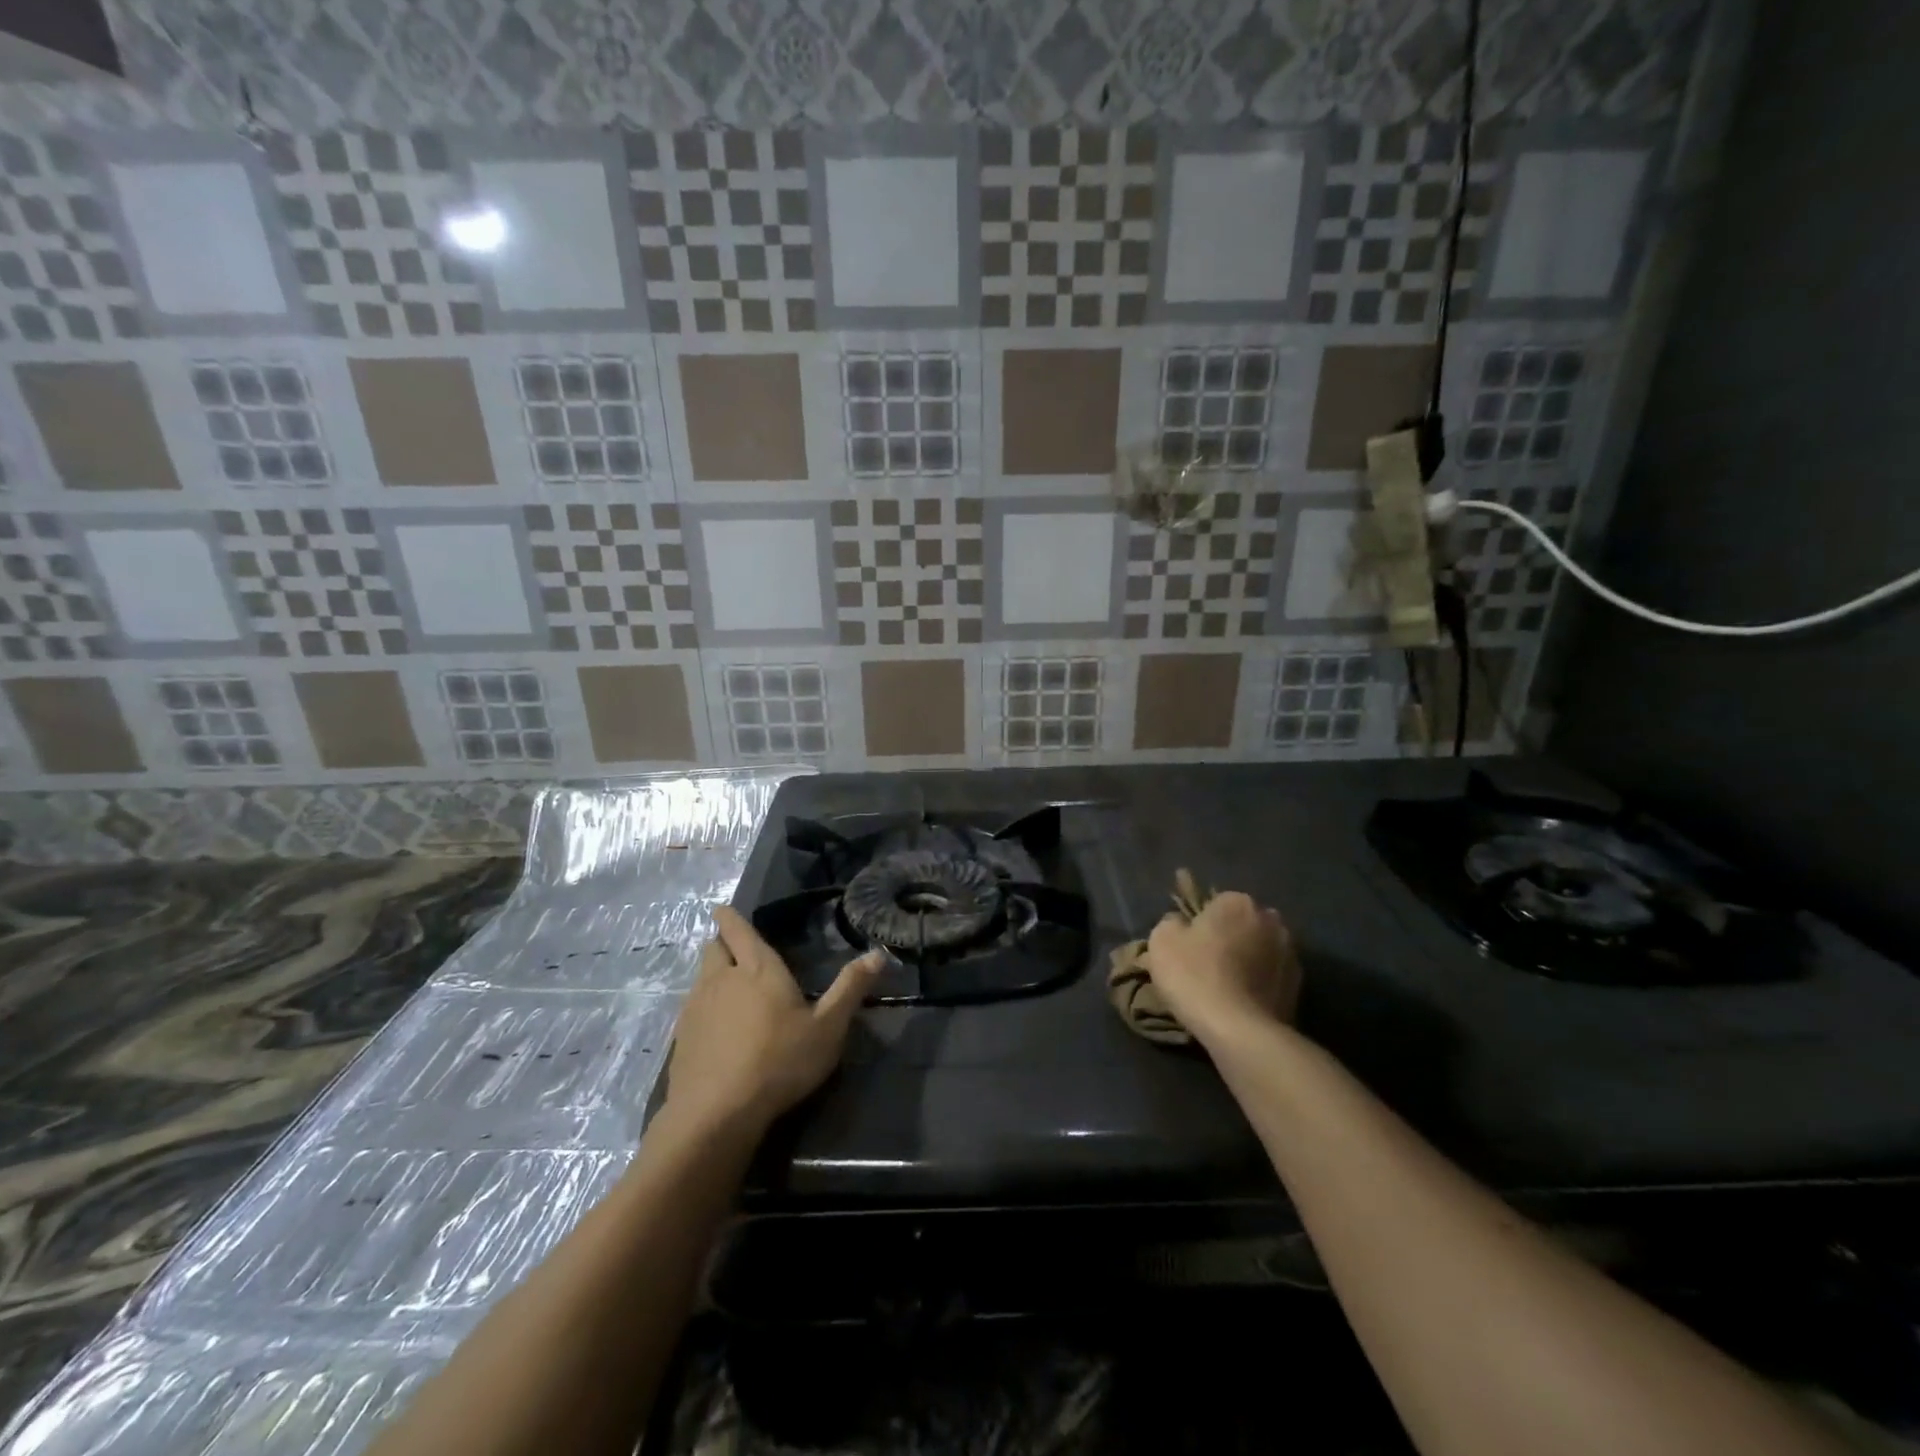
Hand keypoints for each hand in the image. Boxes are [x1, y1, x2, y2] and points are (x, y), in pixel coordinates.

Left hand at [663, 905, 880, 1135]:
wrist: (716, 1113)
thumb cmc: (780, 1061)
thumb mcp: (828, 1028)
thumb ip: (851, 988)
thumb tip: (879, 953)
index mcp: (758, 968)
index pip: (738, 930)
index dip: (729, 917)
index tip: (722, 909)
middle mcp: (722, 979)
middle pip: (713, 949)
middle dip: (722, 943)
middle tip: (734, 949)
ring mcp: (696, 1008)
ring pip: (701, 978)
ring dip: (713, 975)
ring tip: (729, 989)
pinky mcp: (680, 1038)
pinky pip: (692, 1008)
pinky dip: (703, 1008)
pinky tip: (716, 1029)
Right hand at [1146, 891, 1300, 1046]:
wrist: (1240, 1031)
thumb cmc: (1195, 975)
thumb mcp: (1162, 940)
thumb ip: (1172, 922)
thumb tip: (1181, 924)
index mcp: (1237, 902)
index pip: (1215, 903)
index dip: (1200, 924)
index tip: (1188, 946)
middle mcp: (1270, 920)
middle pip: (1242, 924)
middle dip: (1229, 938)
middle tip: (1206, 964)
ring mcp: (1291, 954)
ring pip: (1261, 950)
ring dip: (1248, 960)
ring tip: (1226, 987)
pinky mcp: (1299, 988)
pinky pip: (1272, 977)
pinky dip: (1260, 985)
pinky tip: (1242, 1003)